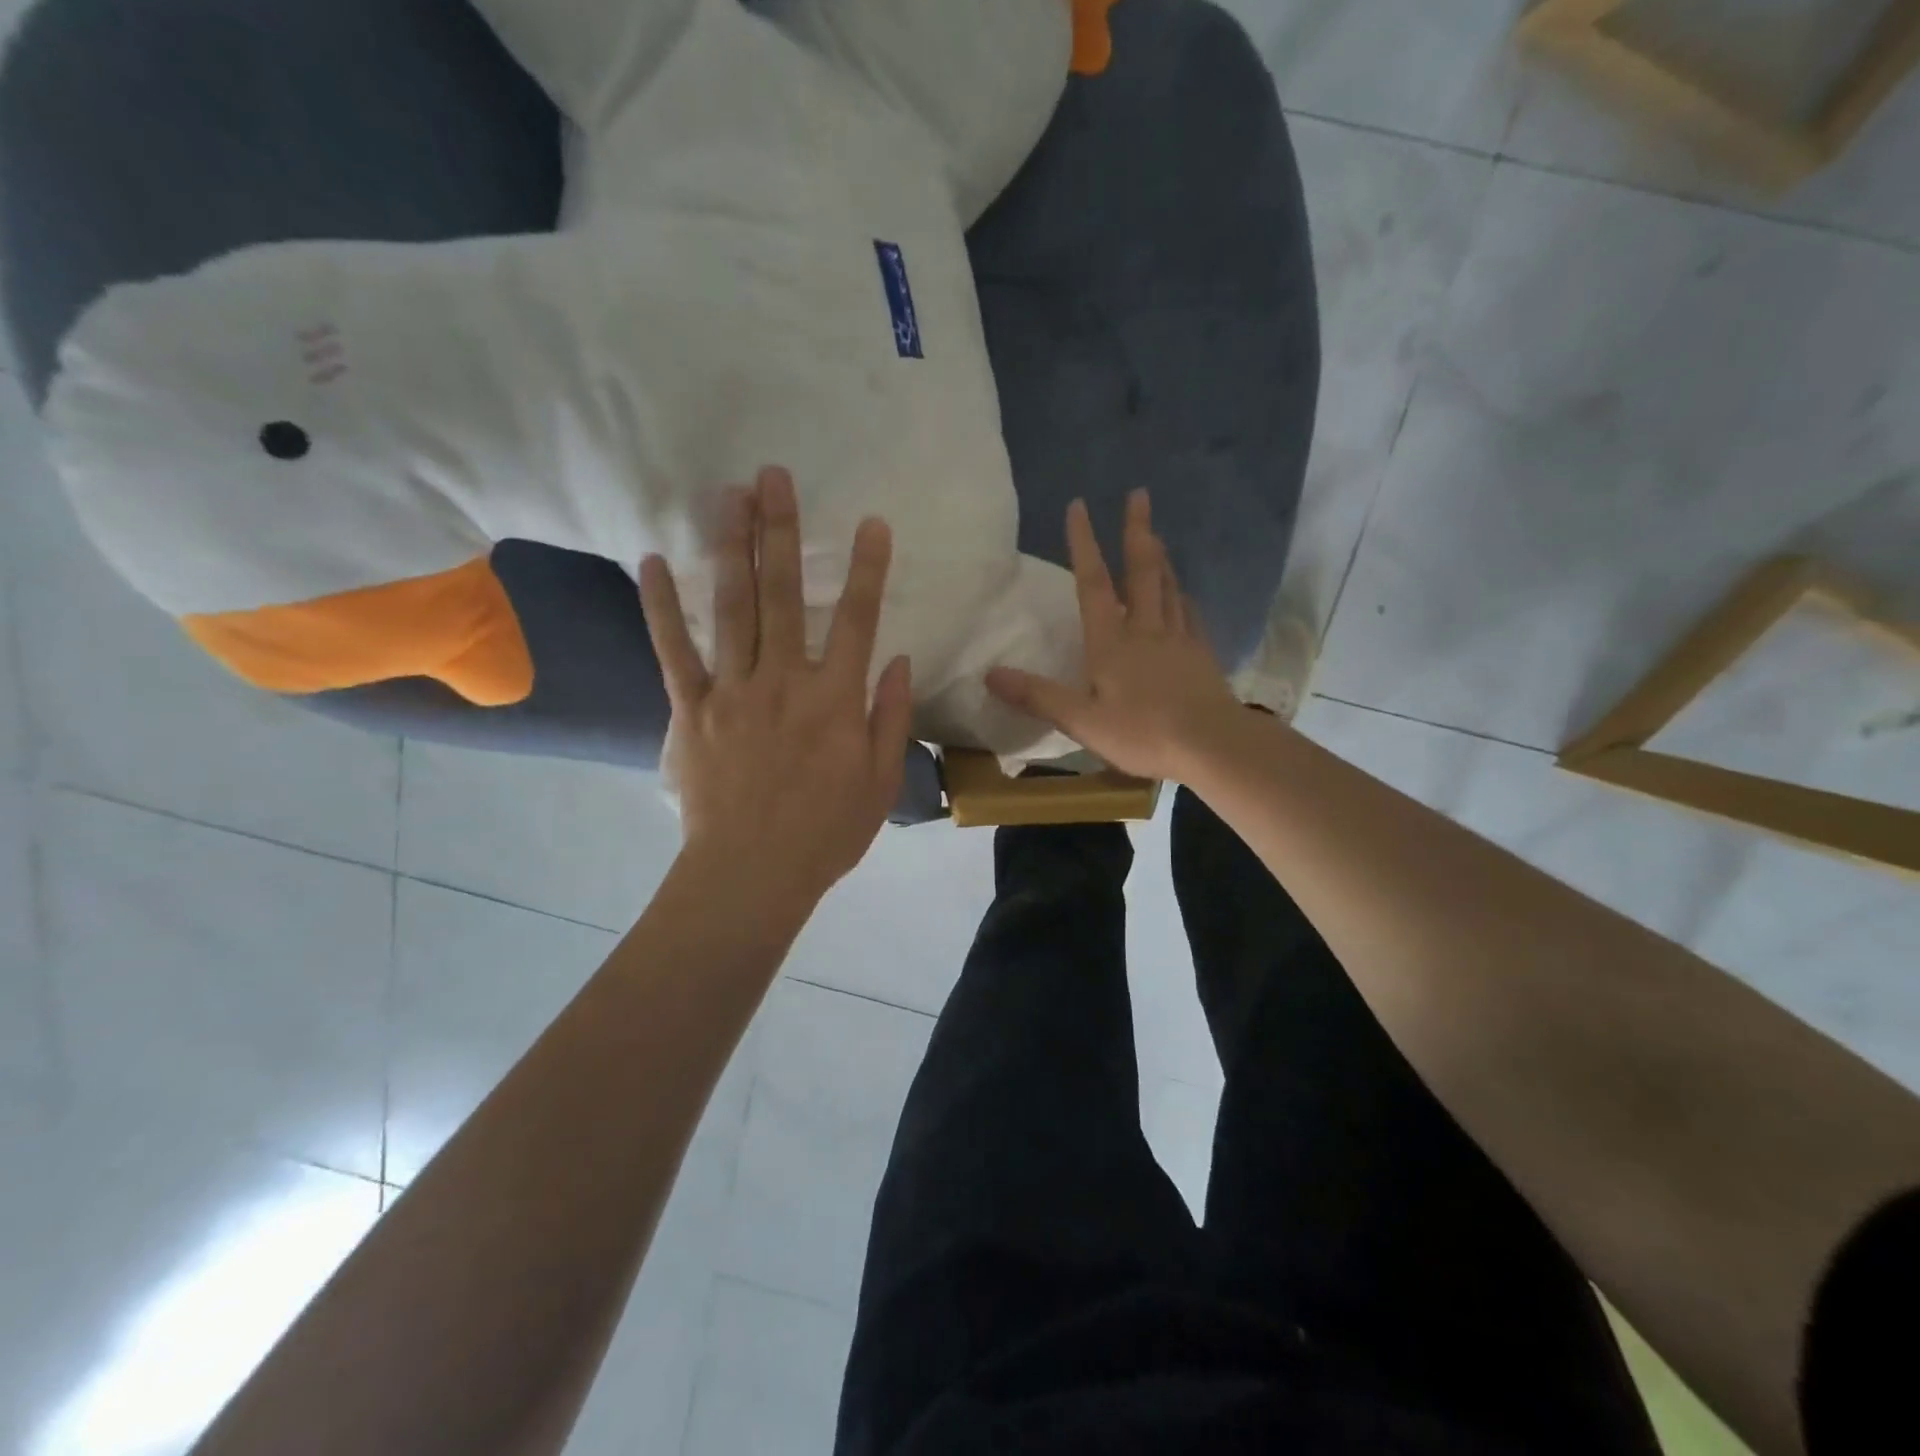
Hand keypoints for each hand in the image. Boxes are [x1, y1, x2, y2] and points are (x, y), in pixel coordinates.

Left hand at [640, 467, 912, 908]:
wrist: (752, 874)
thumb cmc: (825, 833)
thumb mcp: (880, 782)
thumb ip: (890, 716)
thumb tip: (899, 660)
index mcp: (835, 699)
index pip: (857, 620)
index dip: (866, 569)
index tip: (870, 523)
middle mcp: (784, 680)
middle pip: (784, 594)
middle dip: (781, 531)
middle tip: (774, 475)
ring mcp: (733, 690)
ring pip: (732, 608)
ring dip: (731, 547)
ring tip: (728, 494)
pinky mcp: (691, 709)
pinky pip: (674, 651)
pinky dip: (661, 607)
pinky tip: (652, 562)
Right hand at [986, 491, 1241, 781]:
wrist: (1213, 745)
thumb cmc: (1144, 733)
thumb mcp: (1082, 720)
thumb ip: (1038, 696)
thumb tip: (990, 673)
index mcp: (1112, 642)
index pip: (1093, 584)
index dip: (1084, 544)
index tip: (1079, 506)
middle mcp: (1146, 629)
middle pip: (1141, 571)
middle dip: (1137, 530)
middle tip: (1139, 494)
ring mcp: (1179, 639)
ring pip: (1168, 587)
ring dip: (1160, 557)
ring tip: (1155, 534)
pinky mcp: (1201, 655)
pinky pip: (1189, 614)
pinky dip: (1181, 596)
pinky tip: (1183, 595)